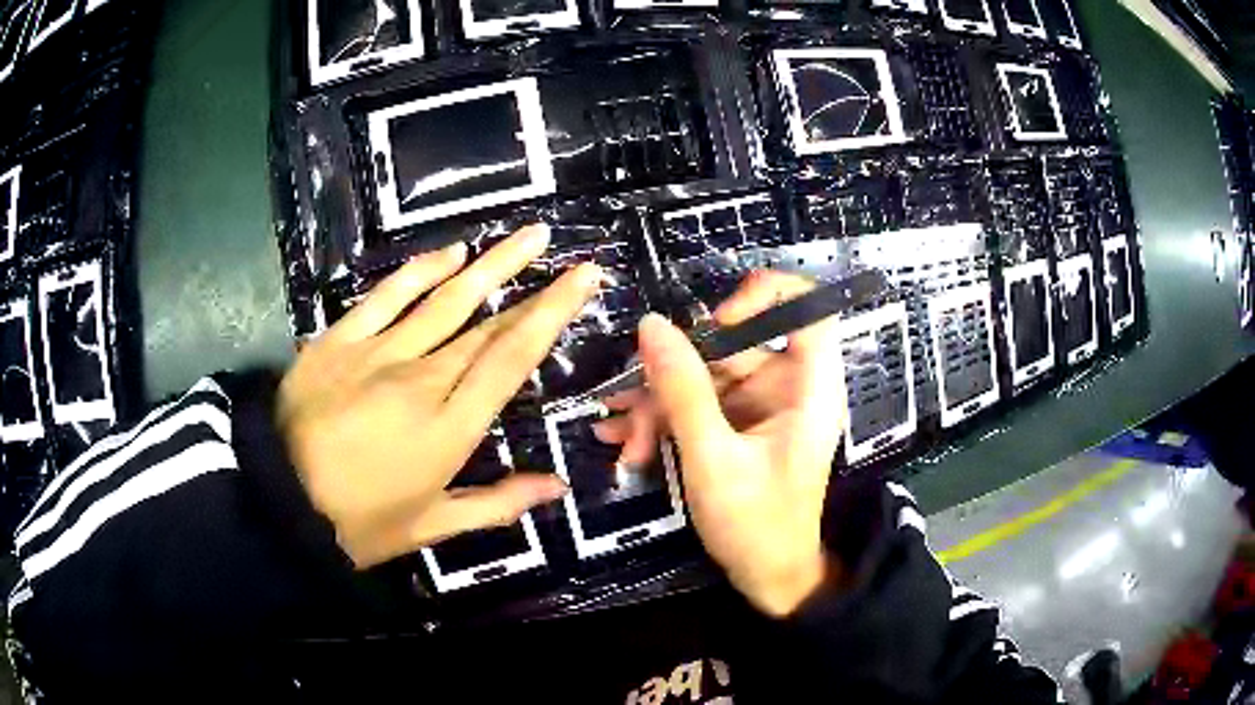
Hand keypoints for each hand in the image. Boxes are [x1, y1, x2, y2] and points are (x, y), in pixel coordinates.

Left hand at [277, 225, 602, 568]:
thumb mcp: (429, 527)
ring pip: (445, 299)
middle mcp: (422, 378)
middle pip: (487, 324)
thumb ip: (495, 504)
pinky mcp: (340, 339)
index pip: (511, 358)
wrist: (277, 500)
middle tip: (568, 255)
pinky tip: (450, 252)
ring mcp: (378, 352)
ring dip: (489, 264)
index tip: (583, 278)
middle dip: (534, 286)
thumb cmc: (357, 522)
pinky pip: (386, 295)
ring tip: (526, 235)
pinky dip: (420, 271)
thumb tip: (556, 488)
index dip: (552, 314)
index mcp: (449, 427)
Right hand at [601, 272, 847, 616]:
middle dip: (675, 376)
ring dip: (658, 407)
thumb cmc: (756, 525)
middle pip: (734, 346)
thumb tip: (651, 325)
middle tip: (628, 409)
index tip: (714, 322)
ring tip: (622, 442)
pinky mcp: (739, 425)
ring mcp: (762, 406)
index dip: (765, 297)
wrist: (768, 578)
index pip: (808, 308)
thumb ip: (683, 391)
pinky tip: (627, 444)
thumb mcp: (713, 459)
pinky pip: (699, 404)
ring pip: (705, 377)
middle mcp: (789, 387)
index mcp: (810, 387)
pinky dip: (665, 421)